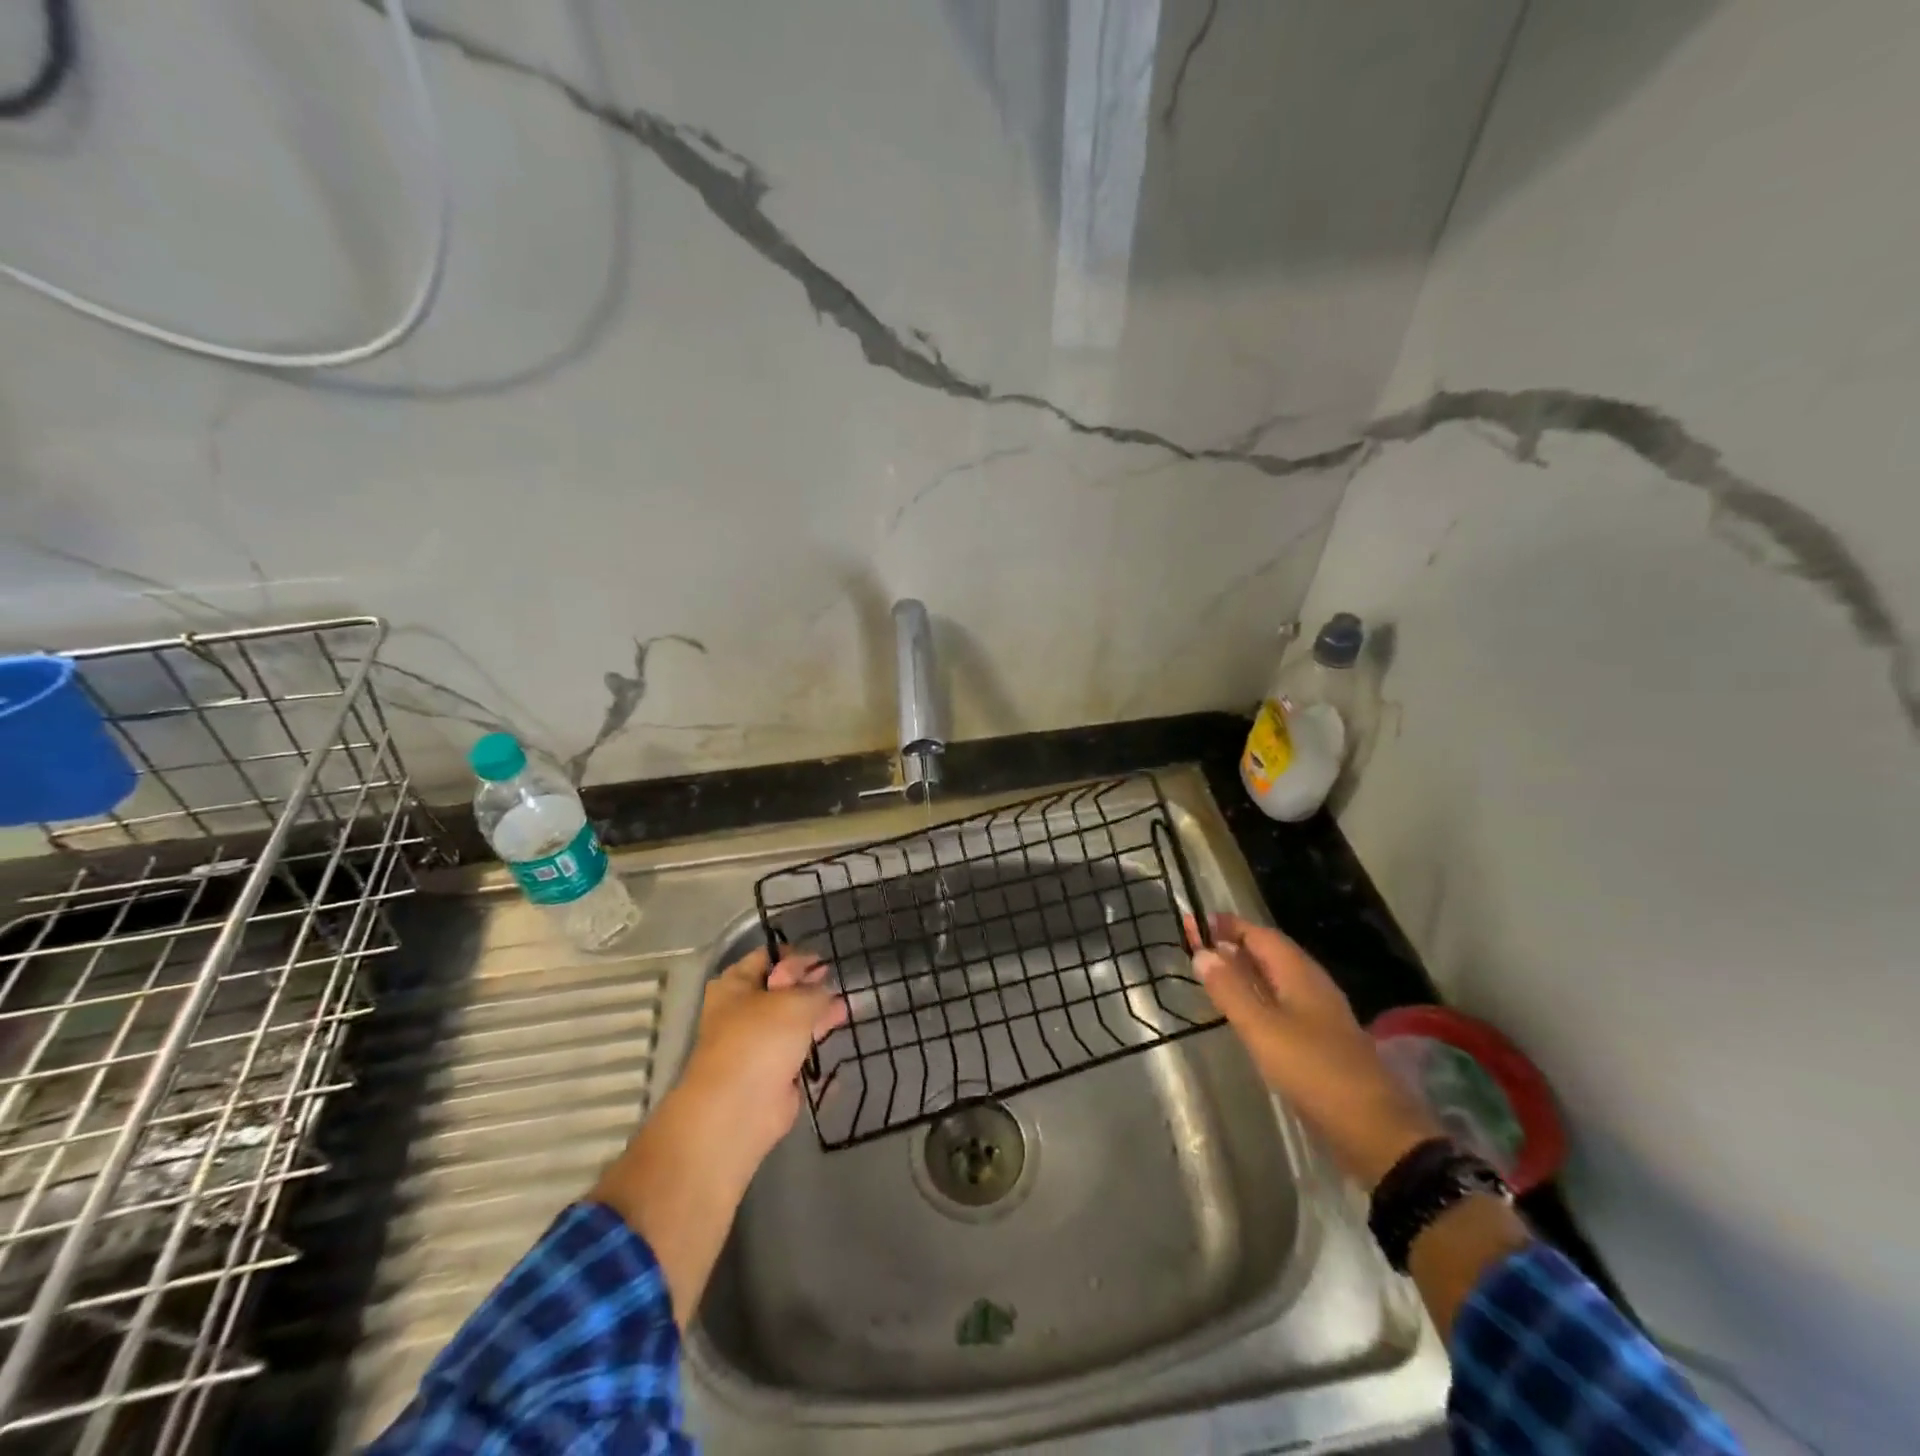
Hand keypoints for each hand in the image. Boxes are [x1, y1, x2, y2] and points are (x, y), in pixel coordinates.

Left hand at [676, 945, 847, 1166]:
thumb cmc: (760, 1040)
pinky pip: (798, 1049)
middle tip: (836, 983)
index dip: (795, 956)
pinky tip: (838, 1032)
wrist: (739, 1109)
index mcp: (735, 985)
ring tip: (845, 1007)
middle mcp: (743, 1010)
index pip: (767, 957)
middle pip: (780, 989)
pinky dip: (815, 1041)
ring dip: (816, 1012)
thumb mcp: (795, 1002)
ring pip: (791, 1020)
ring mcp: (757, 1042)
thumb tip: (823, 989)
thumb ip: (815, 990)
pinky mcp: (772, 1071)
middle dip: (809, 985)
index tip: (822, 961)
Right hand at [1190, 912, 1441, 1189]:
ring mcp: (1320, 1014)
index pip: (1260, 934)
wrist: (1375, 1131)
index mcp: (1299, 973)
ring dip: (1246, 971)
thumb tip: (1202, 952)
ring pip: (1277, 979)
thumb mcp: (1262, 1028)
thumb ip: (1230, 990)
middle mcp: (1312, 985)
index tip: (1195, 922)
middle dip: (1234, 945)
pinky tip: (1245, 1013)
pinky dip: (1258, 997)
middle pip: (1270, 953)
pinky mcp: (1322, 1041)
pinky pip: (1283, 1003)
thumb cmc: (1314, 1070)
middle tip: (1197, 947)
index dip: (1228, 926)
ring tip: (1214, 975)